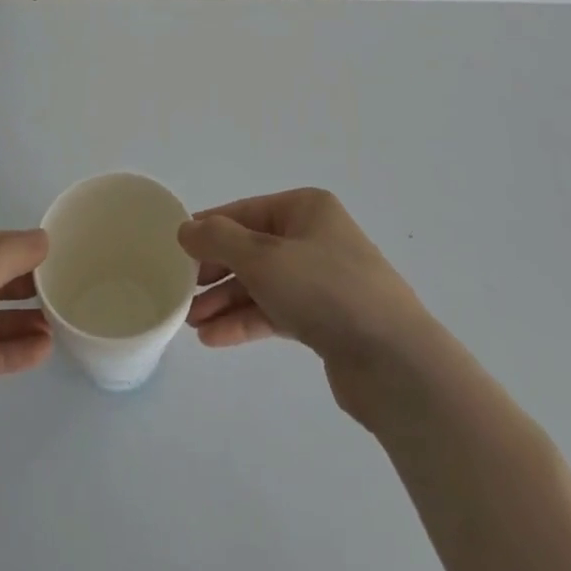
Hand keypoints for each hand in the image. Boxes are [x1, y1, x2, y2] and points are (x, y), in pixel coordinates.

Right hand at [180, 189, 440, 415]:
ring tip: (190, 322)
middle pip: (252, 249)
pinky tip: (215, 339)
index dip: (209, 229)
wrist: (394, 361)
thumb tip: (186, 229)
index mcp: (305, 208)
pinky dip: (247, 321)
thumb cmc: (324, 290)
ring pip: (262, 284)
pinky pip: (276, 312)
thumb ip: (218, 240)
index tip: (175, 250)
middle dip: (215, 271)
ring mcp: (322, 280)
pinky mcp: (326, 320)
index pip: (245, 212)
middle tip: (181, 293)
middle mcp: (314, 237)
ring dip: (226, 300)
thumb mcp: (263, 257)